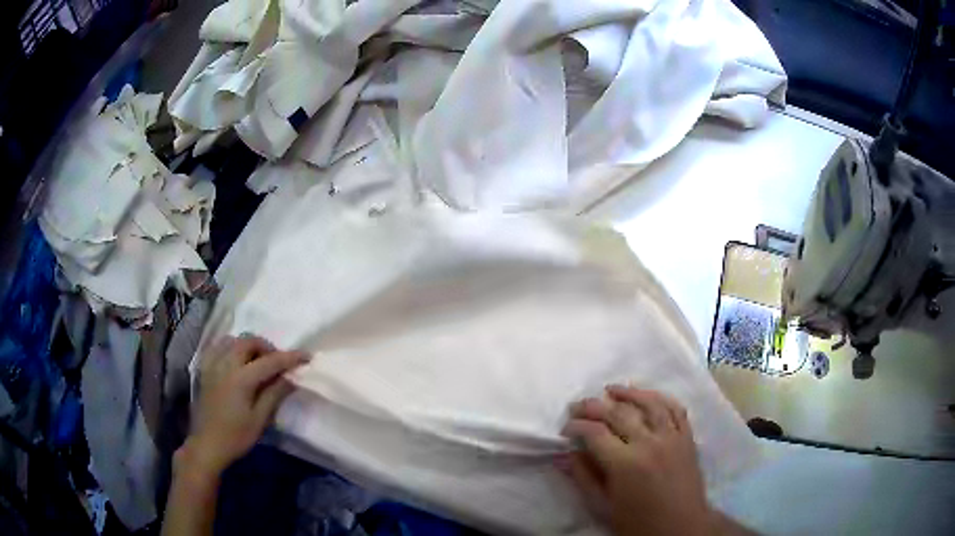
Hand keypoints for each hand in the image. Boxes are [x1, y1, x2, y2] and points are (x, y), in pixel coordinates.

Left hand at [181, 335, 308, 476]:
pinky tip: (236, 360)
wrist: (208, 444)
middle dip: (267, 347)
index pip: (270, 361)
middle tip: (279, 363)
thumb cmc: (237, 436)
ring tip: (258, 361)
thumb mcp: (260, 419)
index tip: (307, 357)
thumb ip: (274, 394)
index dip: (290, 357)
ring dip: (249, 345)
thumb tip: (291, 377)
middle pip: (249, 342)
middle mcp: (226, 364)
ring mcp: (213, 365)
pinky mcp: (205, 369)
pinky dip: (231, 347)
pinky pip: (218, 347)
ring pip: (233, 340)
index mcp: (241, 378)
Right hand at [560, 386, 713, 535]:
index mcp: (625, 464)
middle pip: (618, 413)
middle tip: (577, 406)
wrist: (680, 527)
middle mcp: (649, 443)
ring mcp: (672, 437)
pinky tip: (648, 396)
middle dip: (593, 406)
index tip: (565, 429)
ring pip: (649, 403)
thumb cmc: (637, 522)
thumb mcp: (602, 507)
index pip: (594, 433)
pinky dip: (660, 398)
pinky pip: (676, 409)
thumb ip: (583, 478)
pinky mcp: (687, 437)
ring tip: (610, 389)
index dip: (576, 426)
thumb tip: (565, 454)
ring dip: (628, 393)